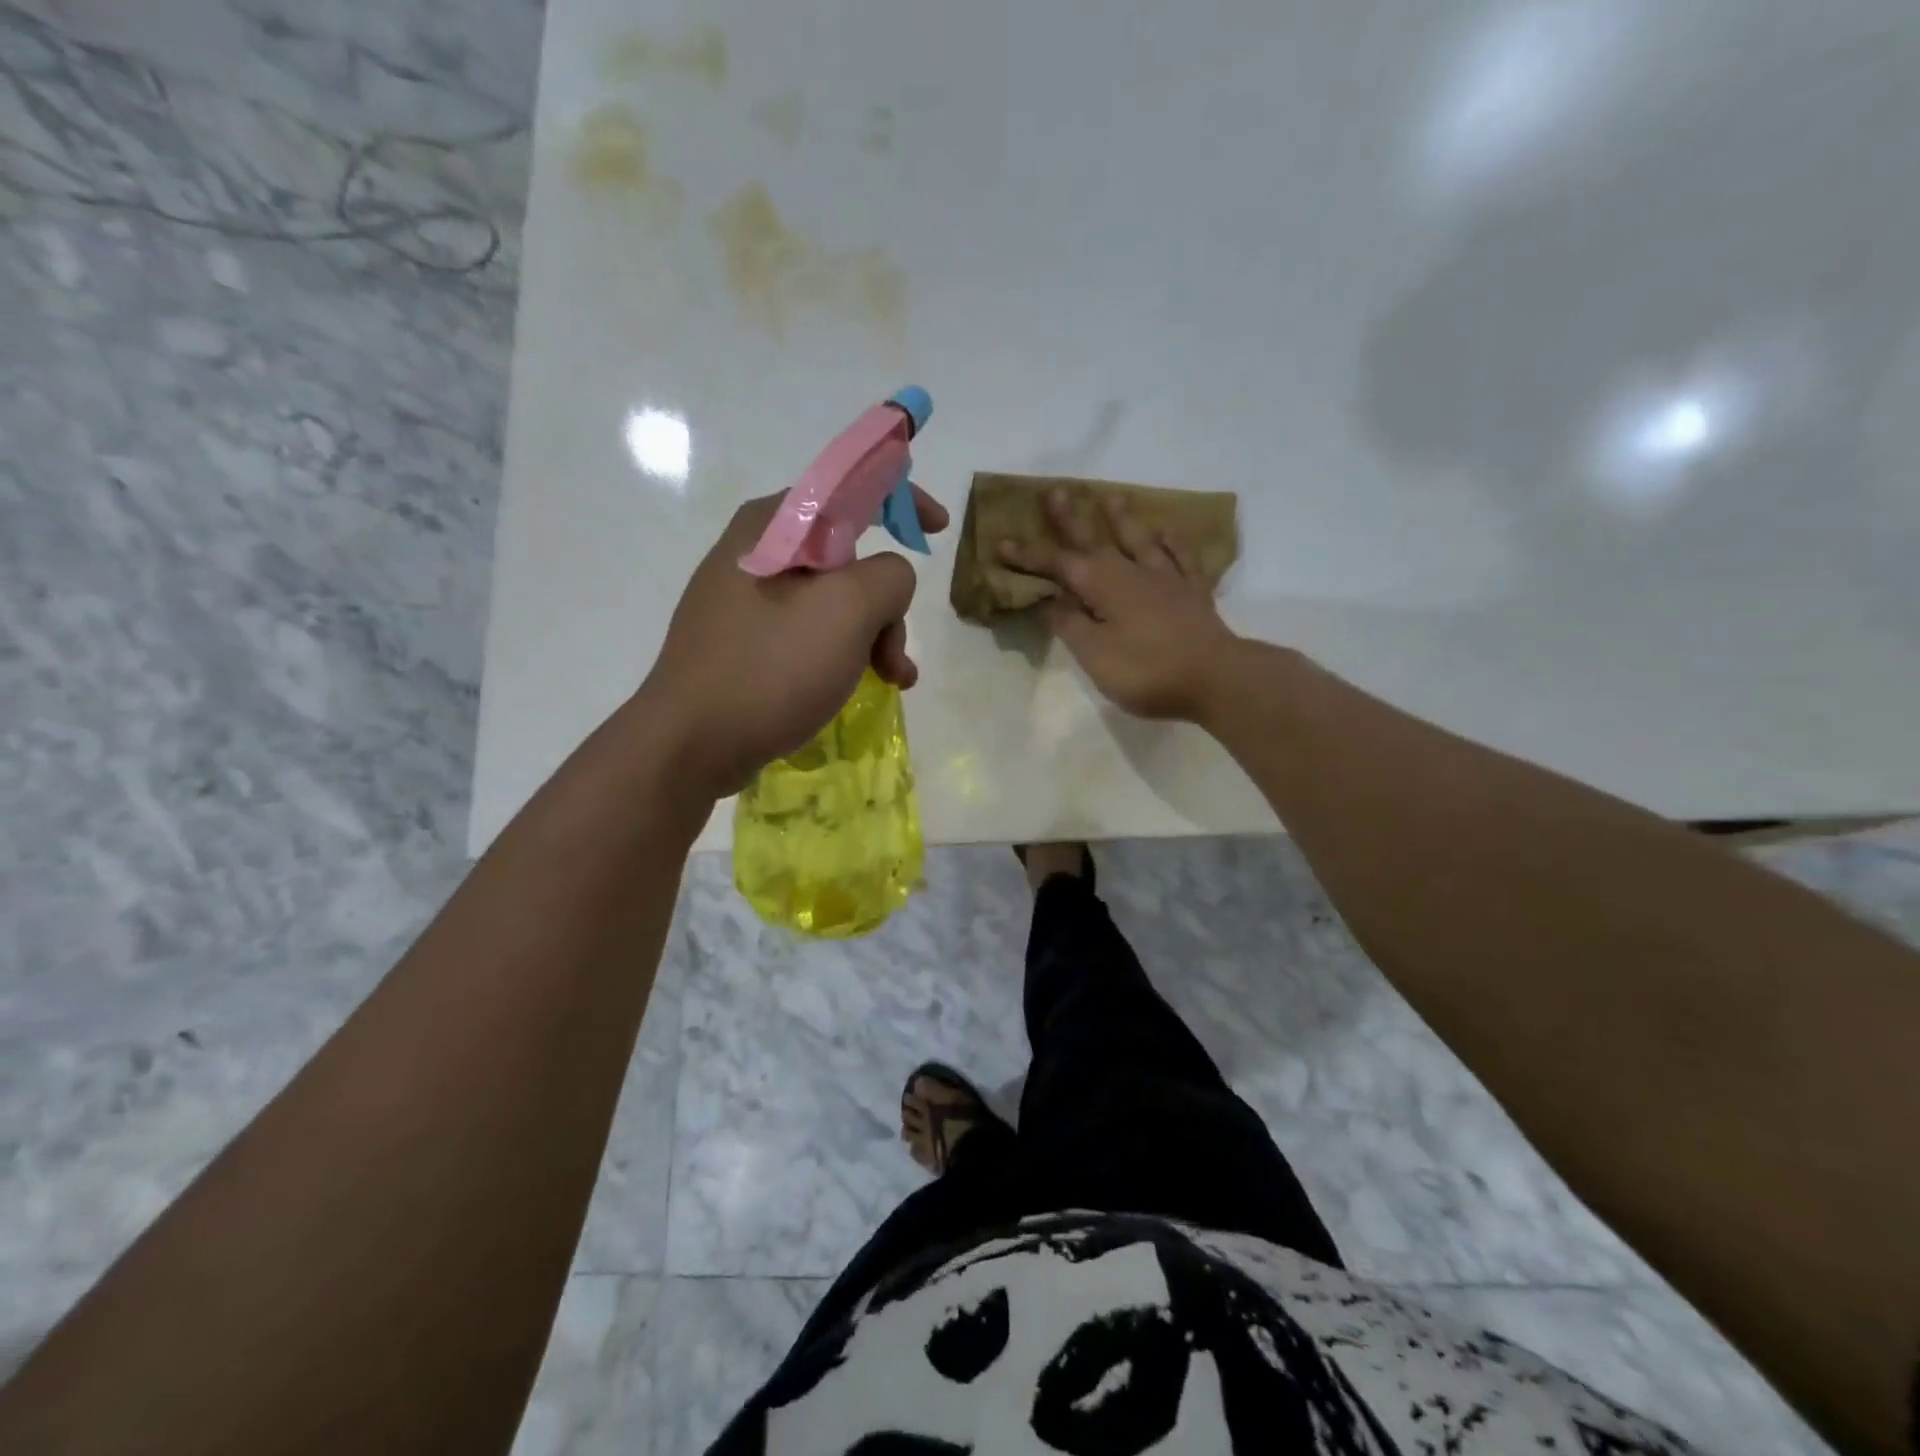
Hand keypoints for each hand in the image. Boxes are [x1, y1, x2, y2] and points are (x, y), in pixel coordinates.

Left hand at [642, 486, 949, 796]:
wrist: (690, 744)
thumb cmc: (770, 667)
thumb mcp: (847, 610)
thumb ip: (890, 576)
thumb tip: (888, 583)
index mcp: (772, 524)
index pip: (849, 487)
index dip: (902, 500)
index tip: (938, 530)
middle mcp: (756, 552)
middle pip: (847, 556)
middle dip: (887, 602)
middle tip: (894, 653)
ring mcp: (746, 601)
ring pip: (833, 601)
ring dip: (872, 636)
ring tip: (890, 680)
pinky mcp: (745, 643)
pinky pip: (810, 633)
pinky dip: (843, 653)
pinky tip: (859, 687)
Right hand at [999, 489, 1241, 721]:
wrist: (1215, 677)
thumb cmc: (1146, 670)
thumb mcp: (1094, 654)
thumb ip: (1069, 624)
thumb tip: (1049, 600)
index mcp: (1102, 585)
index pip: (1057, 565)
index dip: (1028, 556)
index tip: (1001, 542)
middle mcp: (1131, 572)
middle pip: (1095, 540)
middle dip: (1071, 519)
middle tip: (1055, 491)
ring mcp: (1166, 579)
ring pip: (1139, 540)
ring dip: (1122, 519)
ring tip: (1110, 497)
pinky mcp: (1193, 593)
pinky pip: (1182, 558)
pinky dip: (1174, 542)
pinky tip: (1169, 530)